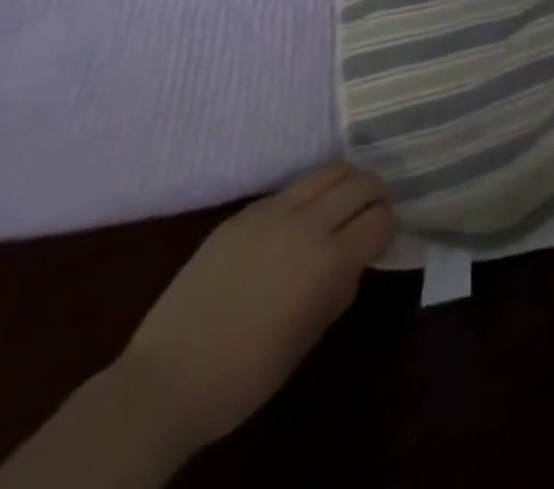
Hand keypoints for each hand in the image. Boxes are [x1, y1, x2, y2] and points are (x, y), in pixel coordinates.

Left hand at [115, 164, 395, 454]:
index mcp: (328, 260)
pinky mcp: (242, 213)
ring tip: (339, 207)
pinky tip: (294, 224)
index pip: (382, 218)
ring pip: (329, 171)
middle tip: (369, 217)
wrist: (164, 382)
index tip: (382, 242)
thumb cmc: (245, 374)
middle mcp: (307, 223)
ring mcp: (271, 212)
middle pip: (363, 182)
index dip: (388, 228)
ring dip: (345, 184)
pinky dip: (306, 197)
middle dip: (375, 196)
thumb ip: (341, 286)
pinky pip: (290, 189)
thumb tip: (355, 259)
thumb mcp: (310, 335)